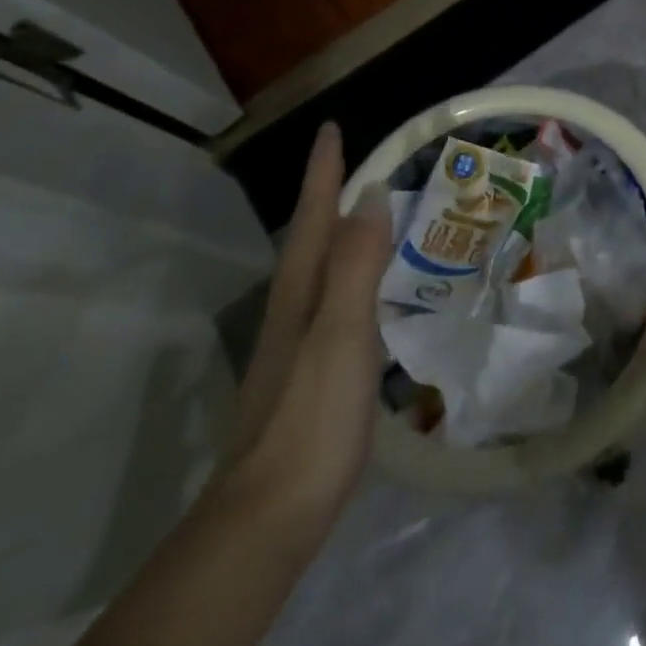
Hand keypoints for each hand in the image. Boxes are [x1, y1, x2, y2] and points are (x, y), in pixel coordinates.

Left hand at [217, 122, 393, 532]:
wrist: (268, 517)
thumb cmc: (311, 417)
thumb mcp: (341, 334)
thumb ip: (356, 265)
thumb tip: (372, 194)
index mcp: (301, 293)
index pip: (314, 218)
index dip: (323, 173)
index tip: (331, 128)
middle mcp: (294, 310)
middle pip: (312, 239)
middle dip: (331, 196)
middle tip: (364, 164)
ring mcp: (298, 345)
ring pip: (323, 271)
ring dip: (344, 235)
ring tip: (376, 216)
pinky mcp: (310, 374)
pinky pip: (337, 301)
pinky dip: (354, 277)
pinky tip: (373, 292)